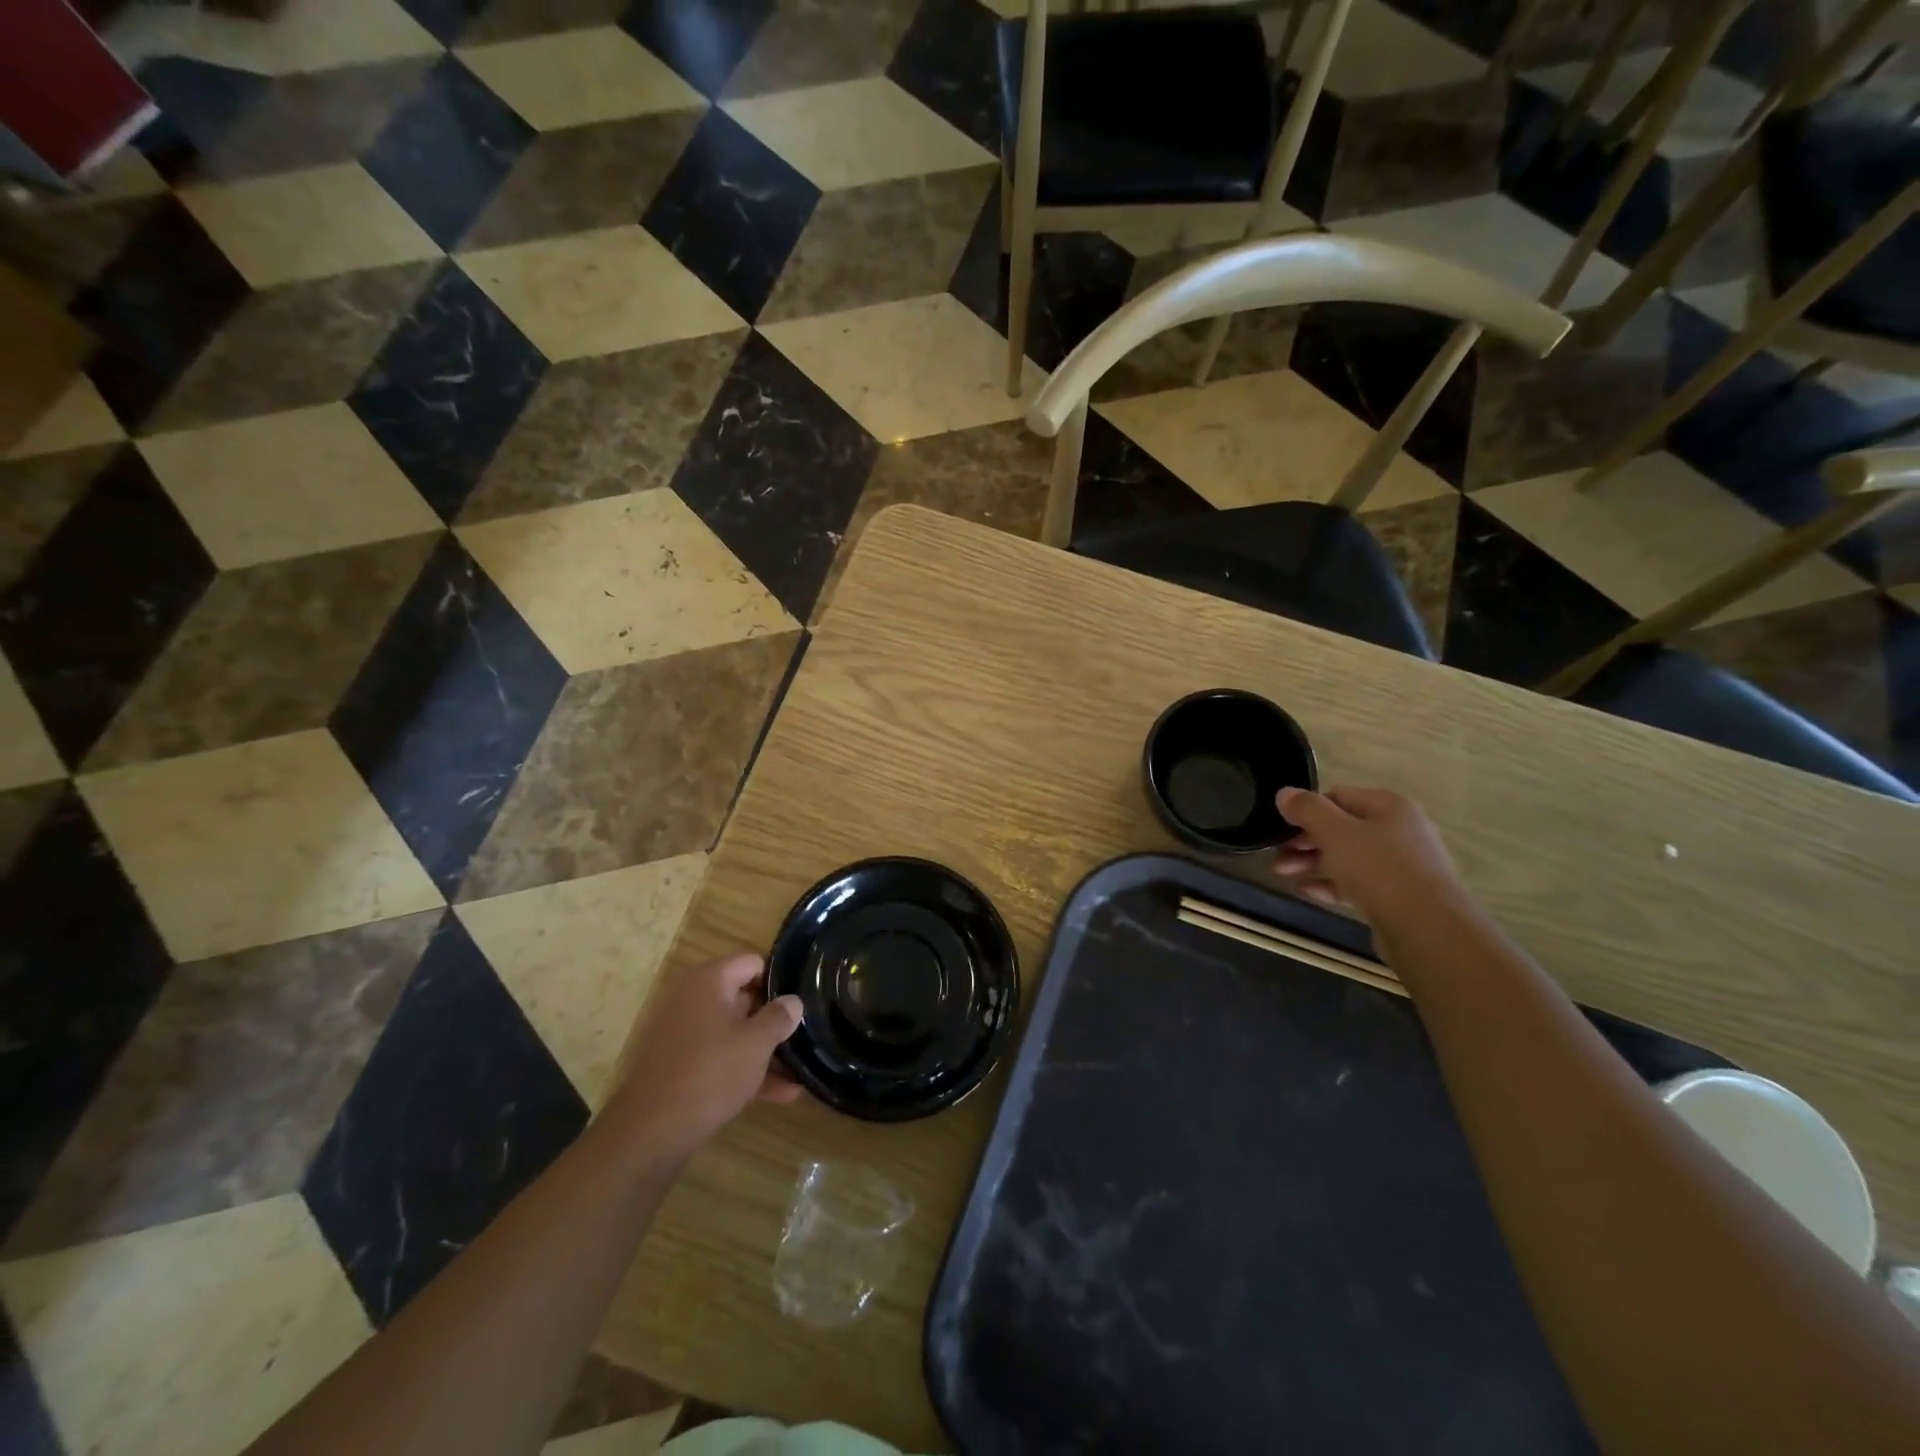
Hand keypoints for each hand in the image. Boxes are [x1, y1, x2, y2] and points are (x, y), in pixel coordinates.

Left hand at [610, 953, 803, 1160]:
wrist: (651, 1132)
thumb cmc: (710, 1073)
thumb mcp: (756, 1043)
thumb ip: (779, 1017)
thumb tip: (793, 1001)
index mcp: (709, 981)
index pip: (752, 962)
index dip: (779, 980)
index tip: (801, 1000)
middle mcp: (693, 1000)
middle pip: (744, 997)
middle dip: (774, 1018)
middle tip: (805, 1033)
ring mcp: (685, 1034)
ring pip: (735, 1033)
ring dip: (766, 1050)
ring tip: (802, 1069)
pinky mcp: (682, 1066)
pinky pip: (721, 1058)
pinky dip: (747, 1070)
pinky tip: (783, 1094)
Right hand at [1274, 786, 1468, 929]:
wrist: (1427, 930)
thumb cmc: (1380, 869)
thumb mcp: (1336, 832)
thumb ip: (1308, 810)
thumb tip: (1284, 793)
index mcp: (1390, 807)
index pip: (1338, 796)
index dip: (1306, 810)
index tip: (1281, 828)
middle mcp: (1399, 831)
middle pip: (1341, 828)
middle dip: (1305, 840)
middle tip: (1276, 854)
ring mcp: (1400, 865)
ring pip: (1347, 857)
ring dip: (1312, 863)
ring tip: (1281, 874)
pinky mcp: (1397, 896)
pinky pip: (1357, 883)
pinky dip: (1330, 884)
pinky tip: (1306, 891)